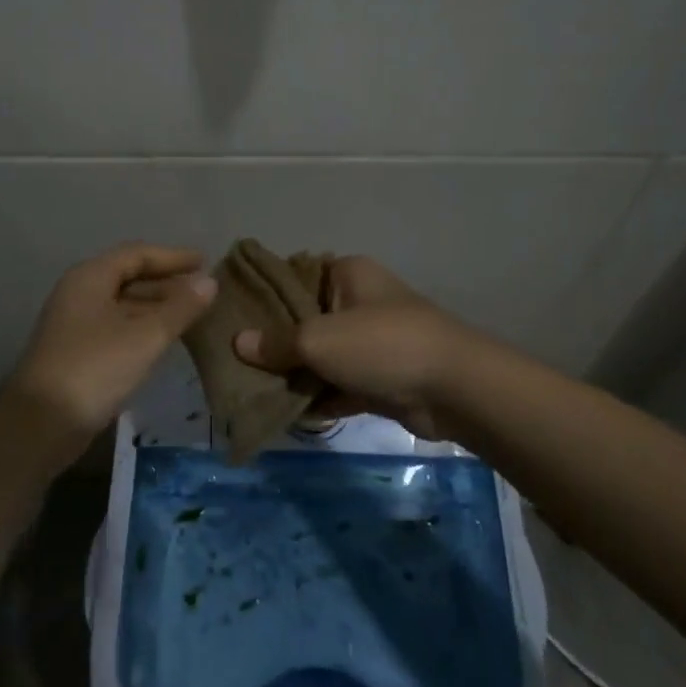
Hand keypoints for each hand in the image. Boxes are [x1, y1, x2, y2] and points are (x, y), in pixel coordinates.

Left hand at [0, 243, 216, 470]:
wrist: (40, 425)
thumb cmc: (95, 369)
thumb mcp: (145, 336)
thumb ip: (180, 308)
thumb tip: (210, 282)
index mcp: (90, 278)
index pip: (136, 254)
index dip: (172, 257)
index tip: (205, 261)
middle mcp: (79, 294)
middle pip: (129, 277)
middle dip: (167, 283)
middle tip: (203, 291)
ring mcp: (75, 324)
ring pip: (123, 305)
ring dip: (157, 307)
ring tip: (192, 315)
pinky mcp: (77, 352)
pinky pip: (117, 327)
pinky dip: (143, 328)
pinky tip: (165, 341)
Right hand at [232, 256, 471, 434]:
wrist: (454, 388)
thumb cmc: (381, 345)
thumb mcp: (319, 339)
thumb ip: (277, 343)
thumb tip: (239, 344)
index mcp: (347, 273)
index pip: (295, 277)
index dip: (264, 297)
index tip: (231, 318)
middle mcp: (359, 301)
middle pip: (305, 319)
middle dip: (274, 343)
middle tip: (235, 361)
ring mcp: (371, 342)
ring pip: (321, 356)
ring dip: (295, 374)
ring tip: (251, 390)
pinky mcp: (379, 378)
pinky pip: (338, 384)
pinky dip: (318, 398)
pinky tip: (285, 413)